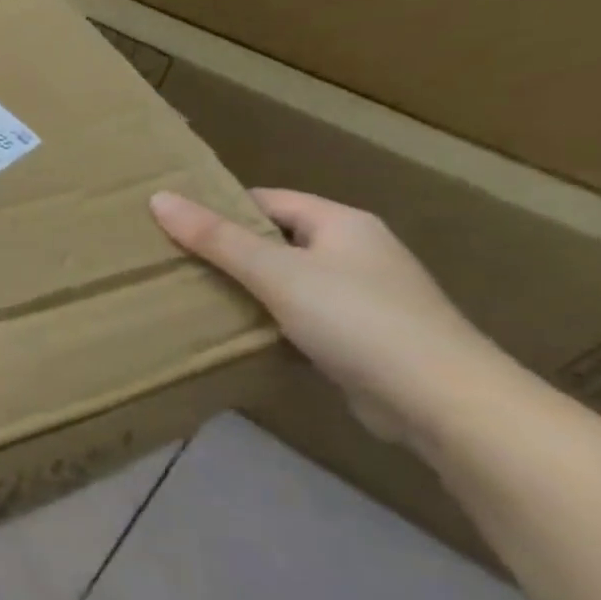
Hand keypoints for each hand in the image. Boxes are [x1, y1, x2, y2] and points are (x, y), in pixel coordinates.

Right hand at [150, 189, 505, 450]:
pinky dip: (268, 320)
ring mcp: (362, 296)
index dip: (220, 208)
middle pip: (276, 240)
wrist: (442, 401)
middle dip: (227, 250)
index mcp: (342, 223)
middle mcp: (355, 252)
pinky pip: (299, 317)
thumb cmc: (356, 319)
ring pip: (286, 281)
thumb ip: (216, 238)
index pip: (267, 200)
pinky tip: (236, 333)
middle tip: (171, 261)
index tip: (171, 224)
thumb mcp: (275, 273)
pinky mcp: (360, 338)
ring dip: (245, 288)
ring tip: (191, 295)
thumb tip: (158, 198)